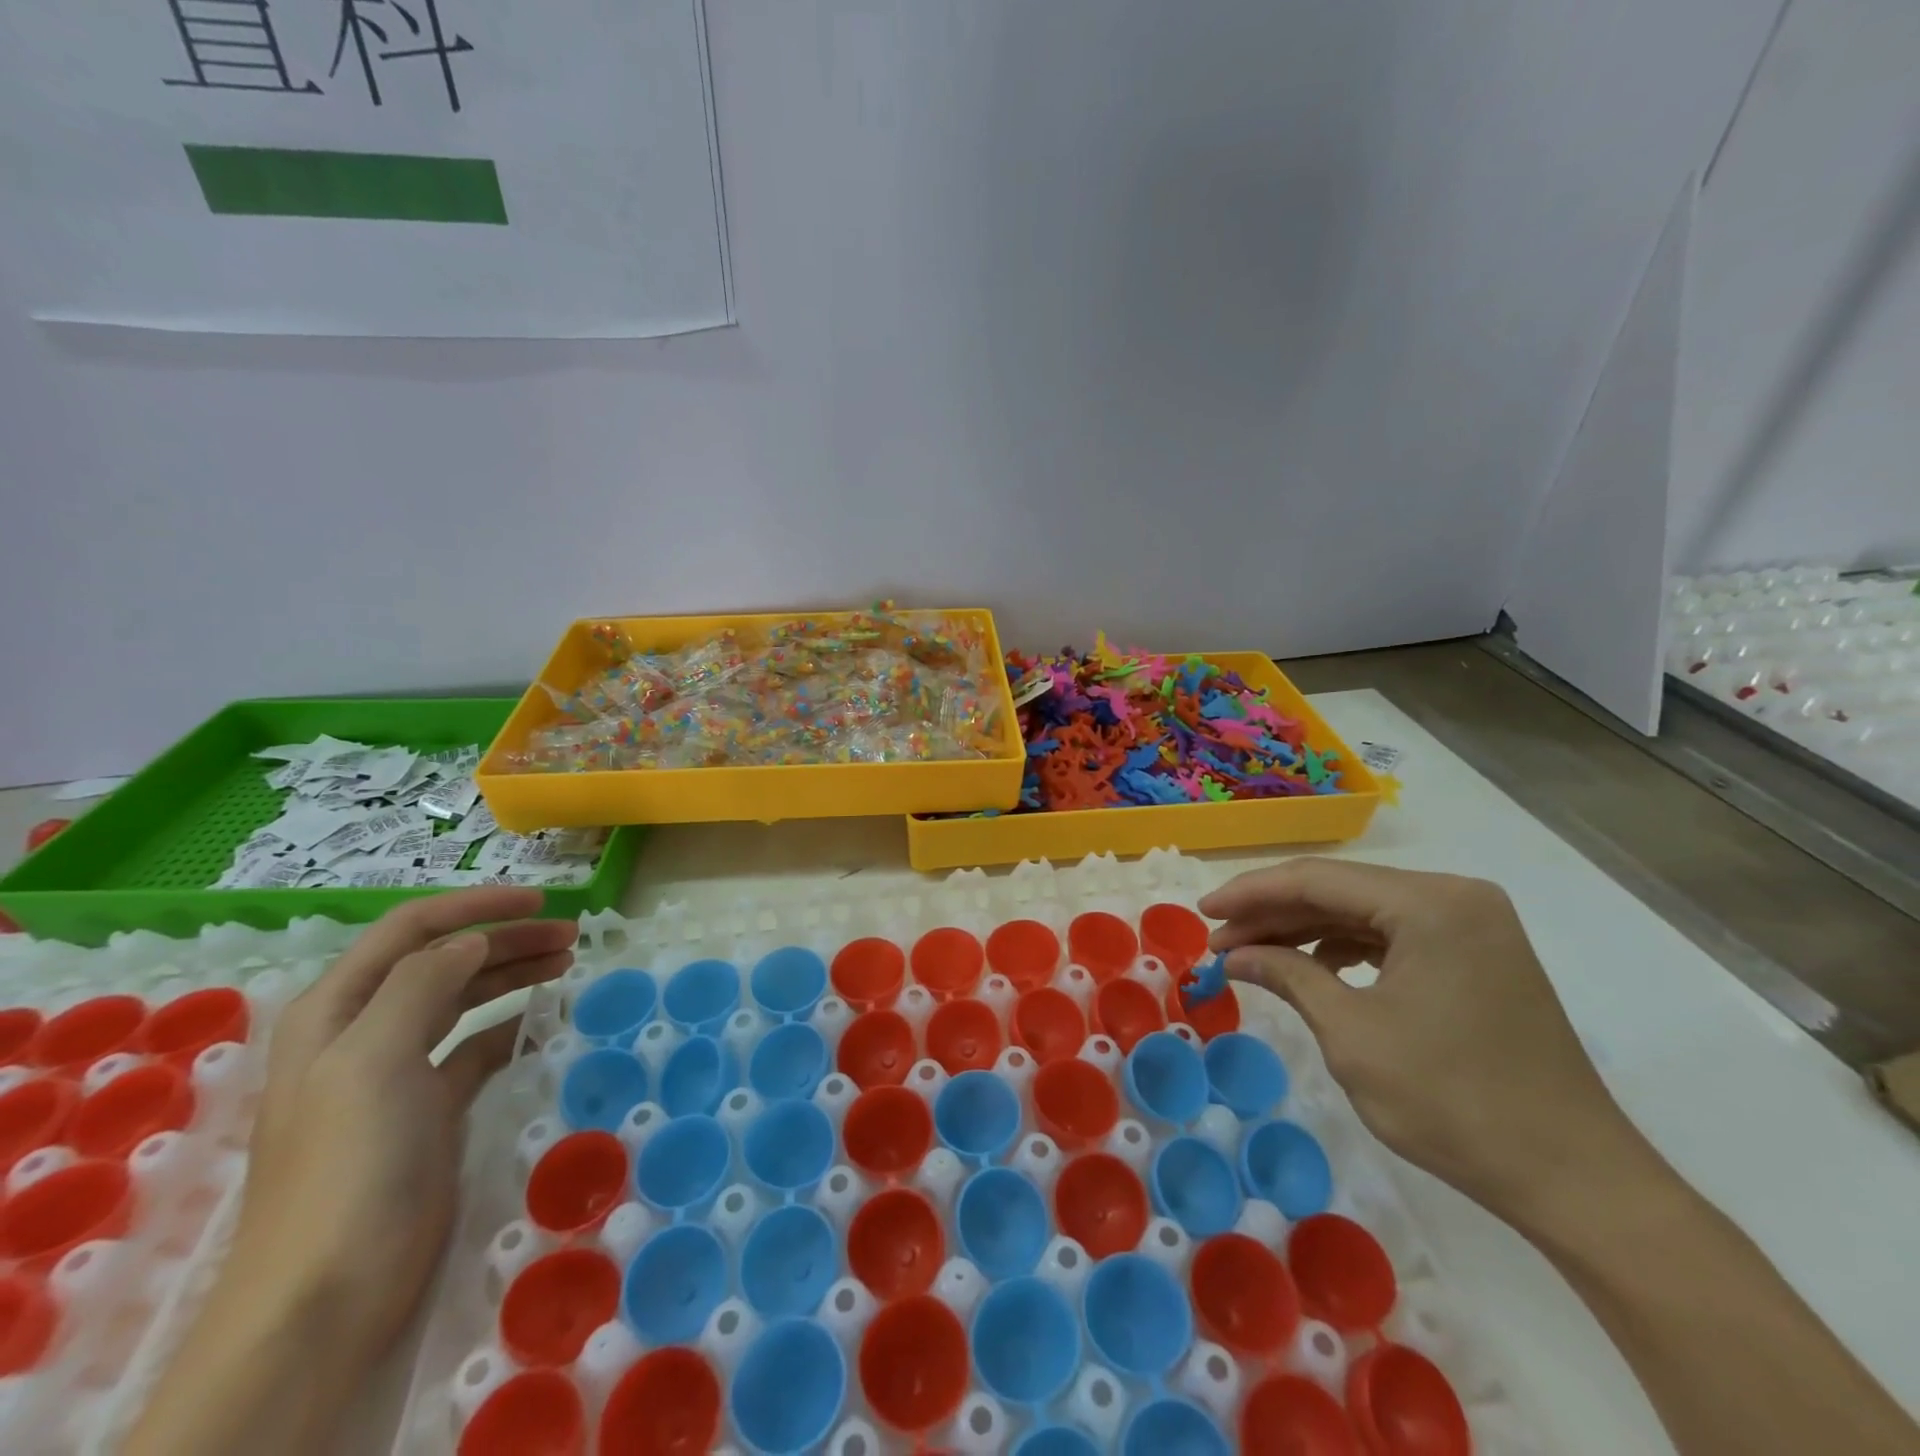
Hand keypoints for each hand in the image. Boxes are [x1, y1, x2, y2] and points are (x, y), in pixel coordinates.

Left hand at [230, 887, 575, 1361]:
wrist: (329, 1292)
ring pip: (465, 998)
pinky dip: (513, 1025)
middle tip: (571, 935)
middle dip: (507, 939)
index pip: (412, 930)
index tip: (539, 902)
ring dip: (514, 974)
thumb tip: (472, 940)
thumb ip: (419, 985)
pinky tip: (546, 1022)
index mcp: (338, 1009)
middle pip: (445, 960)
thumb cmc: (349, 1163)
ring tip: (568, 963)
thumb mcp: (373, 1059)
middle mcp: (366, 1029)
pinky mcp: (430, 1107)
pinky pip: (478, 1046)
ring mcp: (398, 1071)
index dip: (475, 907)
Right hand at [1201, 858, 1638, 1220]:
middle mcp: (1455, 896)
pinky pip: (1395, 934)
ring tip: (1254, 956)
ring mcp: (1473, 924)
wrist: (1575, 1179)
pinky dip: (1346, 948)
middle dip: (1273, 915)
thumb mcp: (1352, 1036)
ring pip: (1364, 911)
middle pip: (1340, 890)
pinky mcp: (1479, 953)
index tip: (1202, 914)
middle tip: (1219, 941)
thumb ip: (1287, 976)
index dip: (1249, 894)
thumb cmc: (1453, 1103)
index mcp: (1430, 903)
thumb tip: (1233, 955)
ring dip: (1305, 931)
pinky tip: (1313, 967)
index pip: (1315, 880)